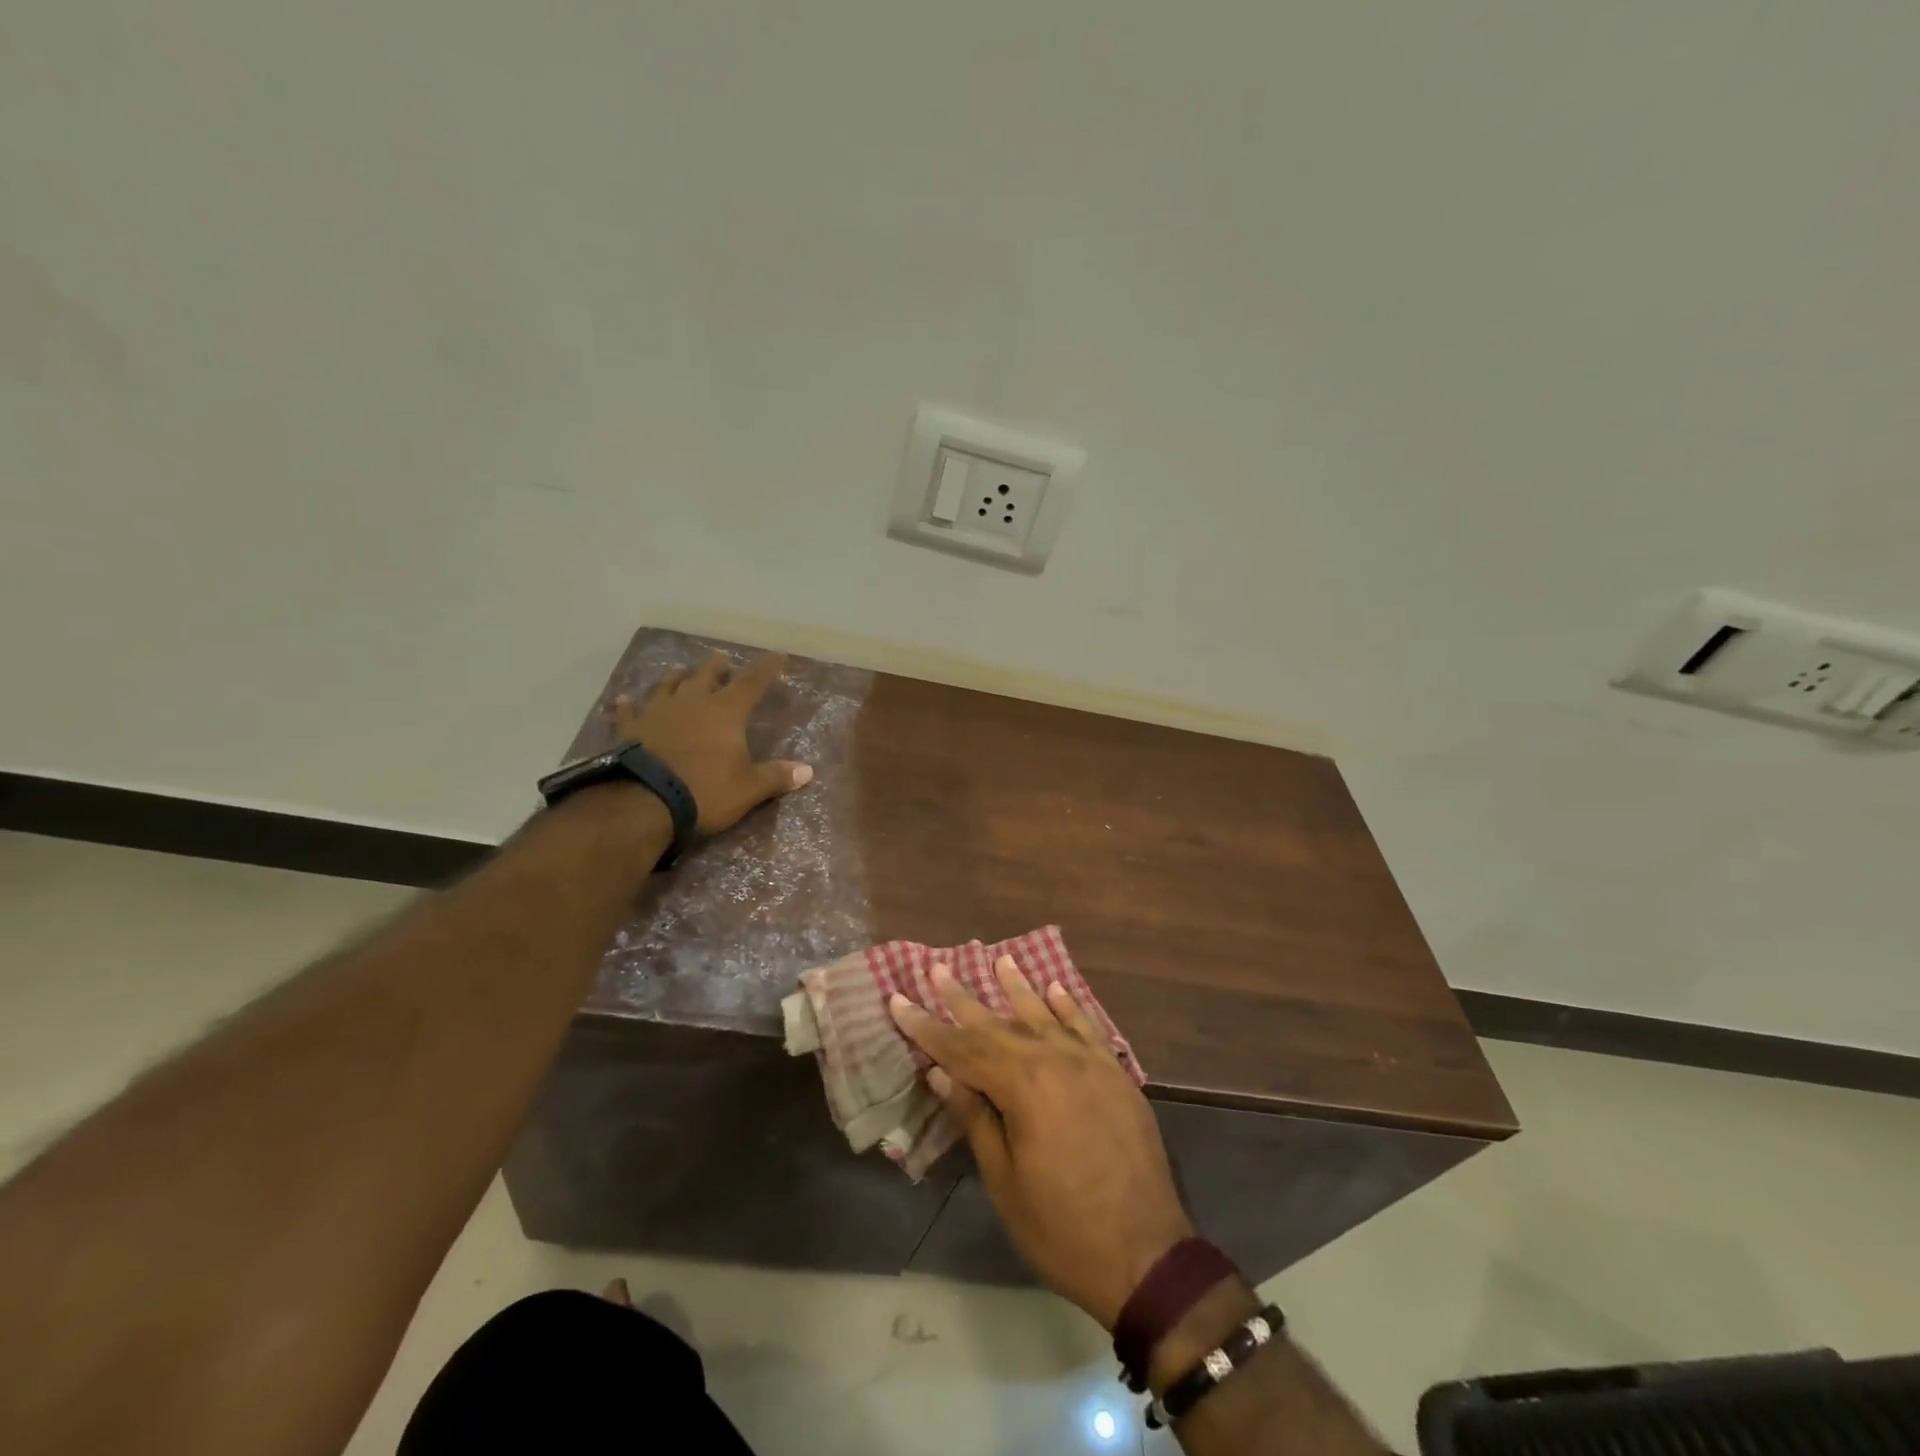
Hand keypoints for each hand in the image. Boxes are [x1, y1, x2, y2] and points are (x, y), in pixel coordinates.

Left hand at [613, 651, 812, 834]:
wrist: (644, 802)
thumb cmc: (705, 791)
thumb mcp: (748, 789)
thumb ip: (777, 777)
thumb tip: (808, 771)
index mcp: (726, 712)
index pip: (752, 683)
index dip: (767, 668)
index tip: (778, 654)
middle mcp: (692, 703)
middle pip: (706, 676)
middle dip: (717, 667)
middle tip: (722, 658)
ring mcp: (657, 713)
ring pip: (668, 686)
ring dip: (676, 678)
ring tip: (680, 670)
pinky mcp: (629, 729)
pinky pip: (628, 711)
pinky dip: (626, 705)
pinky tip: (623, 699)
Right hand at [890, 957, 1194, 1327]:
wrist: (1145, 1255)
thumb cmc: (1061, 1227)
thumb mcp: (1004, 1179)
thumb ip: (974, 1117)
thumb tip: (941, 1072)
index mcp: (1023, 1086)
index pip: (962, 1049)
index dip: (927, 1028)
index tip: (898, 1001)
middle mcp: (1056, 1061)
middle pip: (999, 1025)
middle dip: (963, 999)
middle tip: (937, 968)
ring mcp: (1091, 1064)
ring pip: (1045, 1016)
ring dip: (1019, 989)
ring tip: (1000, 961)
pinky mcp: (1116, 1075)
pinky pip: (1088, 1029)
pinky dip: (1070, 1007)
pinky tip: (1055, 989)